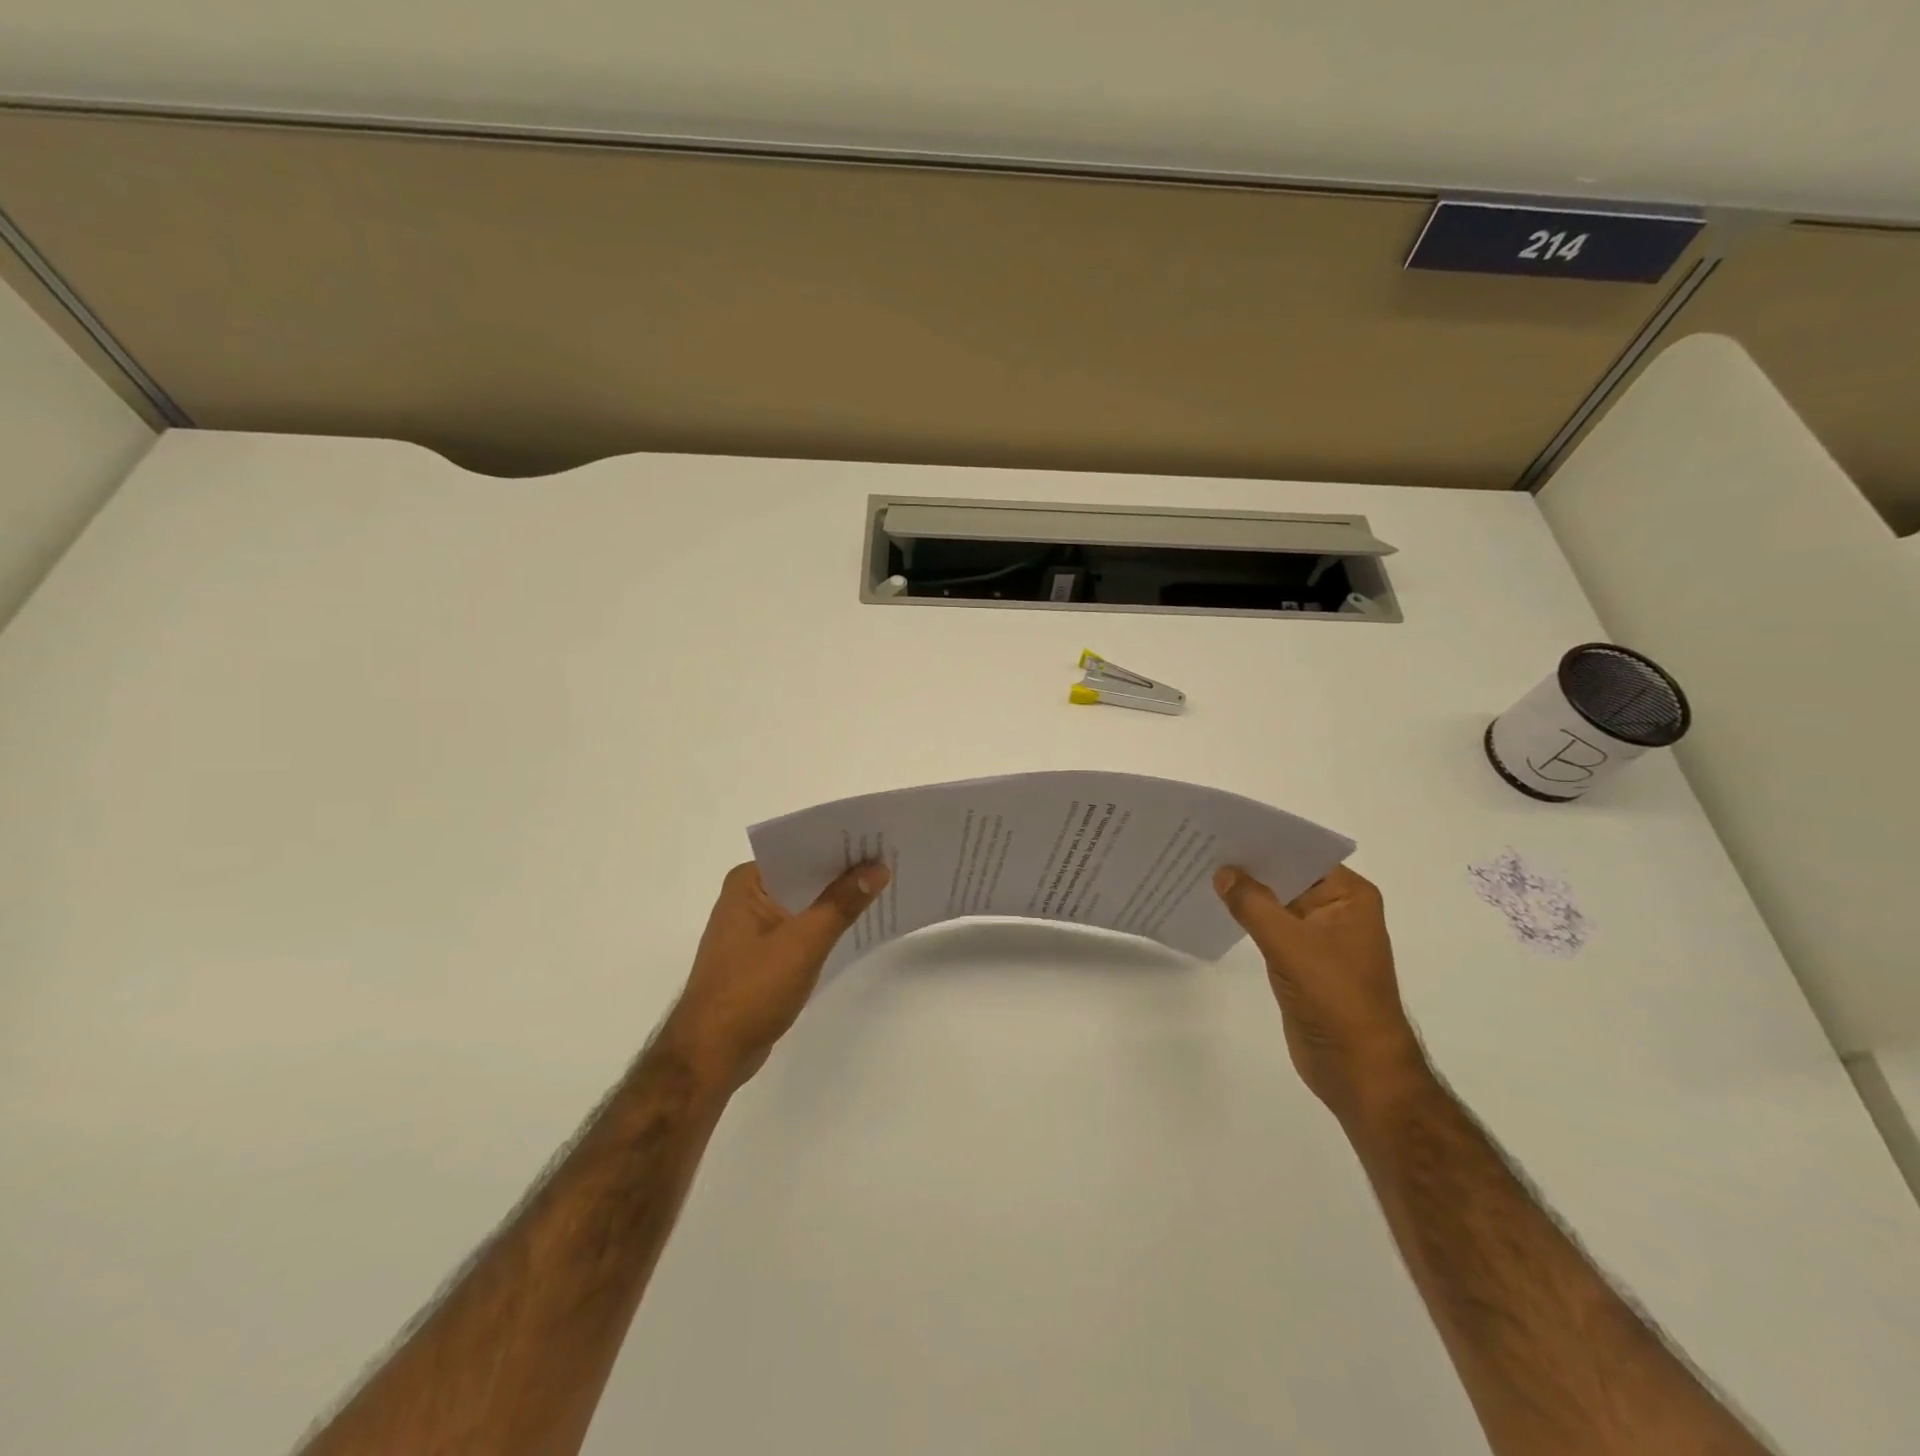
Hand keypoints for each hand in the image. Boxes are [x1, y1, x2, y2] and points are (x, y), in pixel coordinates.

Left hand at [663, 860, 889, 1091]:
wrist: (712, 1055)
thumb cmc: (752, 990)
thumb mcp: (804, 942)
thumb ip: (842, 903)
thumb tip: (878, 867)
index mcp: (748, 882)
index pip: (799, 849)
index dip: (839, 843)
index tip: (878, 837)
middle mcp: (748, 897)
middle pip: (804, 874)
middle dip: (844, 871)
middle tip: (890, 858)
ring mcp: (753, 928)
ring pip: (804, 903)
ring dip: (837, 899)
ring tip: (884, 886)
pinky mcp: (762, 955)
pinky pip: (801, 927)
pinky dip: (826, 925)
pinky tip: (858, 924)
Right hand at [1213, 864, 1425, 1120]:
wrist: (1359, 1070)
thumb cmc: (1335, 998)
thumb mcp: (1289, 944)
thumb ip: (1253, 904)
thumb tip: (1223, 871)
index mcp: (1349, 897)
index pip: (1303, 854)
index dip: (1265, 840)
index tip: (1223, 827)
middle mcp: (1337, 910)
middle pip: (1288, 876)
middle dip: (1250, 865)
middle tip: (1203, 845)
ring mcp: (1320, 937)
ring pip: (1276, 902)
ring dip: (1246, 892)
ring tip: (1202, 870)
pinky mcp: (1303, 961)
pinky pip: (1271, 927)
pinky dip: (1248, 918)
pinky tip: (1218, 907)